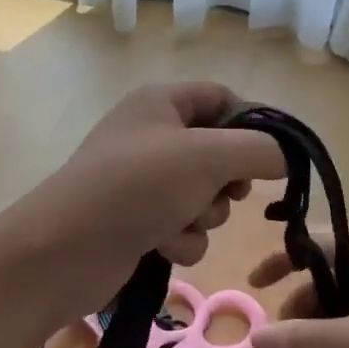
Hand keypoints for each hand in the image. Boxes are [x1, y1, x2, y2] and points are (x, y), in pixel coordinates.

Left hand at [20, 83, 286, 314]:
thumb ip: (258, 150)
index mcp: (161, 103)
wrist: (66, 250)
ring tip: (179, 223)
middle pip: (218, 152)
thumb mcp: (208, 157)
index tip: (274, 155)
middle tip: (223, 191)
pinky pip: (184, 227)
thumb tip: (282, 157)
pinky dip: (181, 239)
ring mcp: (143, 182)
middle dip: (226, 181)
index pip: (222, 97)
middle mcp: (152, 136)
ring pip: (204, 196)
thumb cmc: (137, 187)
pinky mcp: (138, 222)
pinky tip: (161, 246)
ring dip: (203, 216)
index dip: (252, 123)